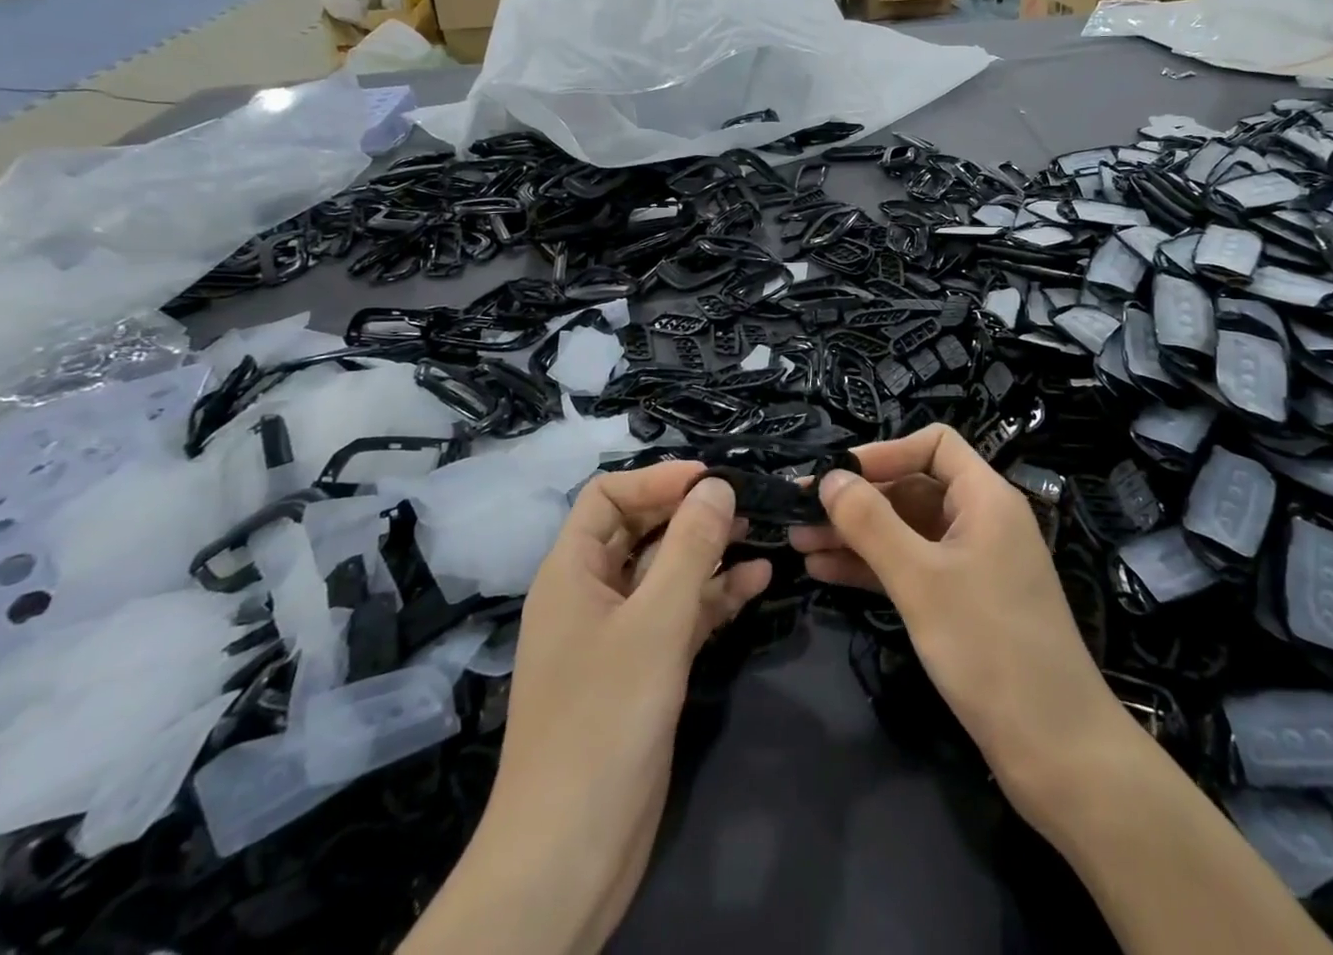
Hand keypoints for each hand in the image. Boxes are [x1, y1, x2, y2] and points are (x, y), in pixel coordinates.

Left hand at [402, 462, 769, 954]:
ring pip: (665, 573)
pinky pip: (679, 615)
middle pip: (640, 531)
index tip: (712, 479)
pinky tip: (757, 583)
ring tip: (762, 533)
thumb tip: (717, 485)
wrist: (571, 853)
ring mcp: (617, 635)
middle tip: (748, 503)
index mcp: (571, 571)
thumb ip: (690, 547)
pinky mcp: (642, 670)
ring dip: (710, 553)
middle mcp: (590, 594)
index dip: (657, 479)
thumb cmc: (605, 719)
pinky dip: (714, 597)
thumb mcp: (656, 622)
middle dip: (690, 513)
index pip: (608, 496)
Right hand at [788, 425, 1129, 821]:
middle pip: (913, 487)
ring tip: (798, 543)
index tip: (836, 477)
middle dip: (857, 499)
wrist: (1057, 752)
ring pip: (906, 531)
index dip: (884, 452)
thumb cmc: (990, 647)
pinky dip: (873, 567)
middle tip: (799, 513)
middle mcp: (981, 520)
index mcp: (985, 497)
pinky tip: (825, 573)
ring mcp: (972, 563)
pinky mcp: (963, 602)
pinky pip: (911, 567)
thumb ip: (871, 523)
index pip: (934, 445)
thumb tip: (829, 477)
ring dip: (856, 535)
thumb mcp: (921, 579)